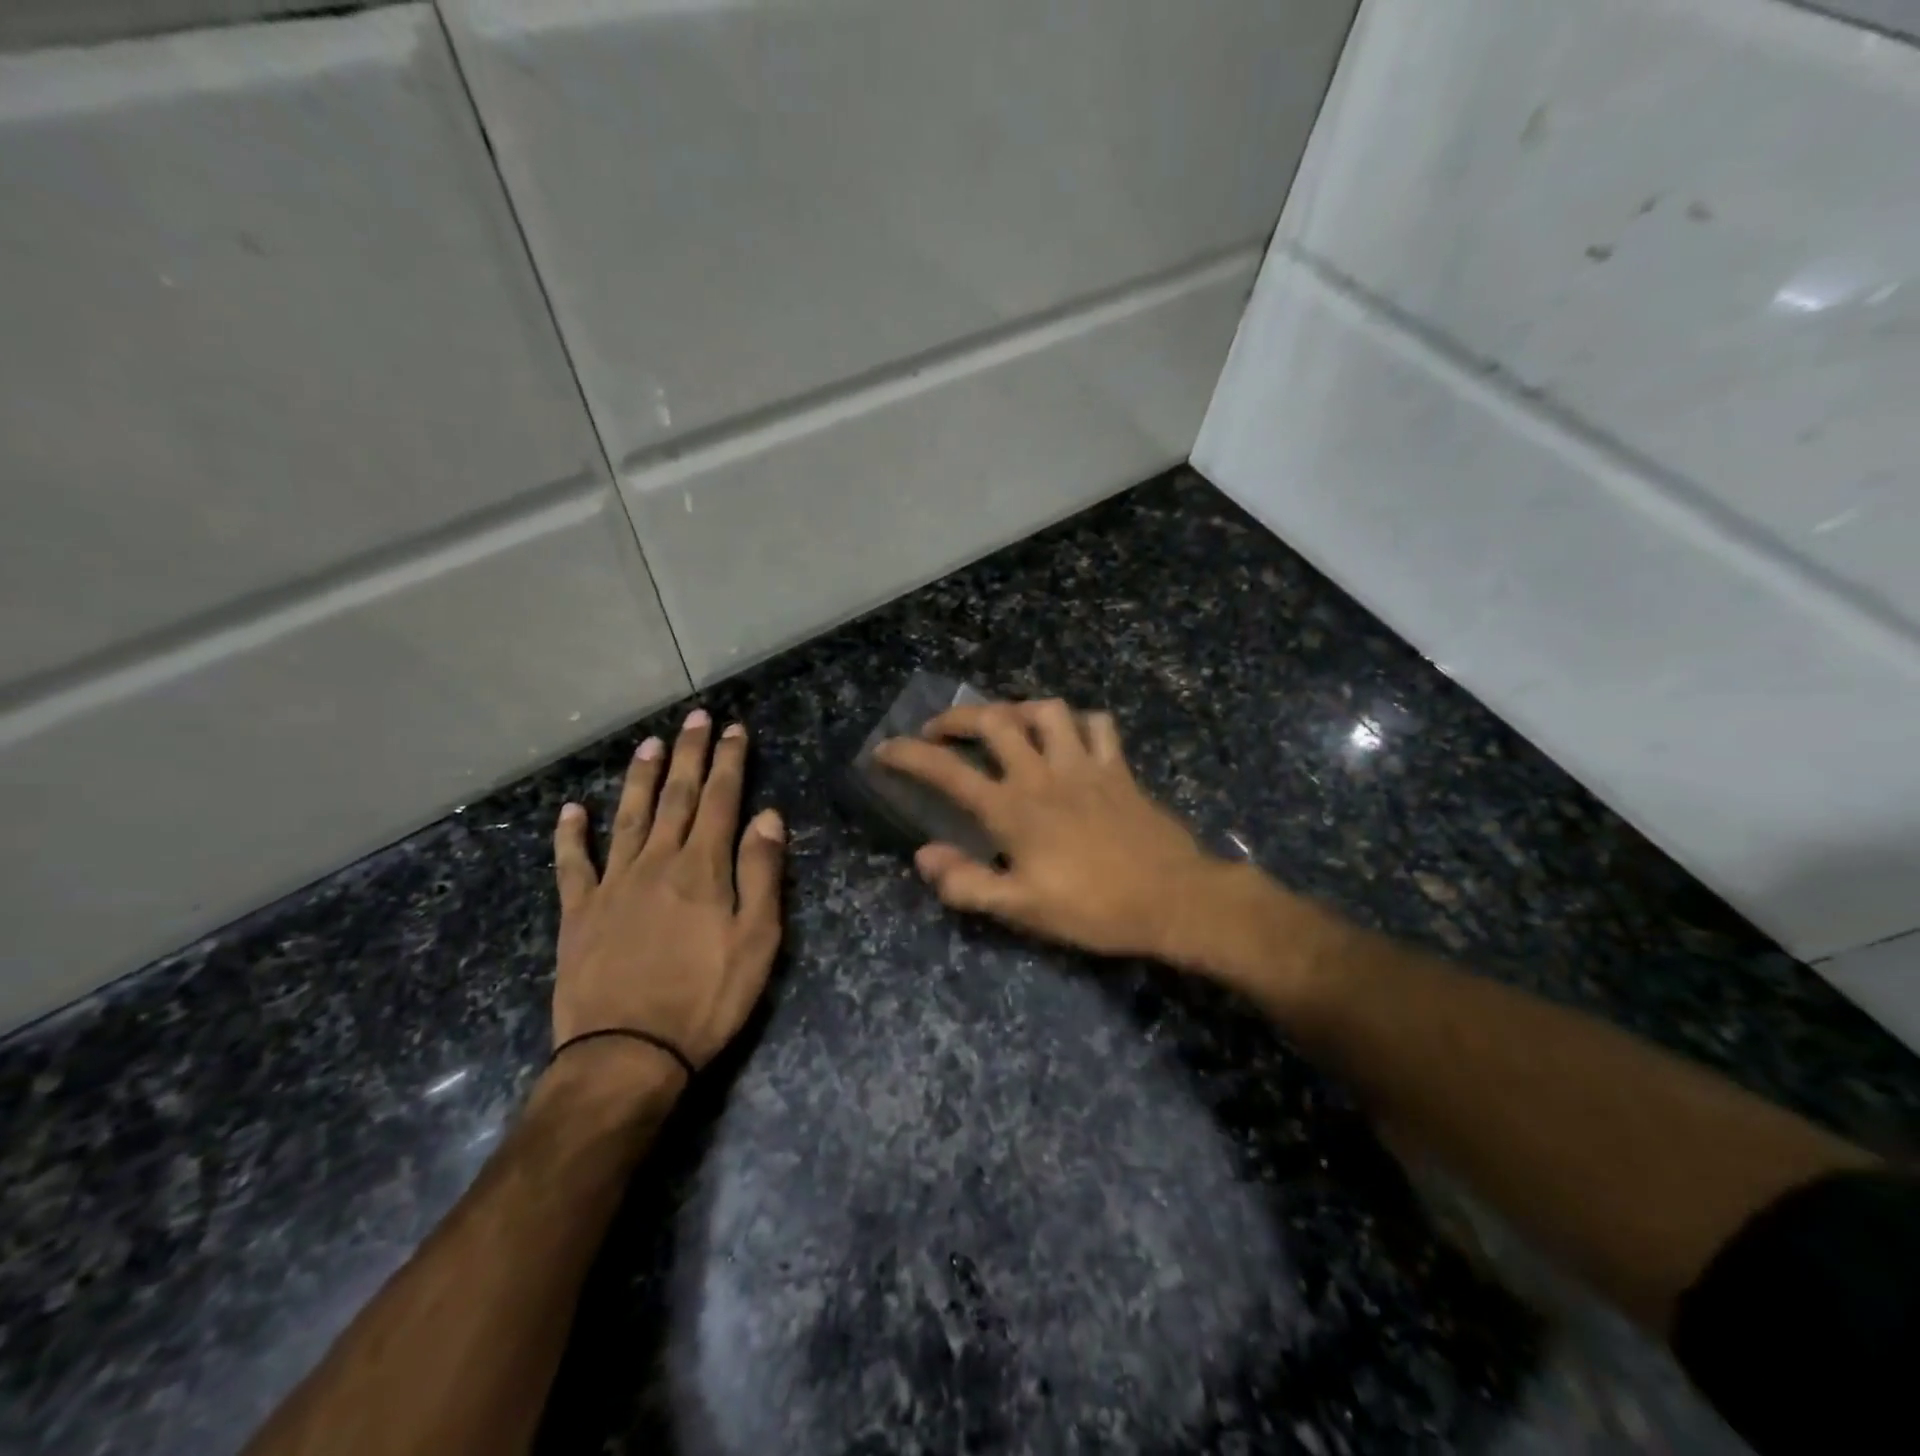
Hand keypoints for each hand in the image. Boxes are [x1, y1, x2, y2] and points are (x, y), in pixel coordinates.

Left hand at [550, 710, 784, 1079]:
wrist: (627, 1053)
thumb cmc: (706, 998)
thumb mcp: (757, 940)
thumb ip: (761, 873)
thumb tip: (768, 815)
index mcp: (703, 868)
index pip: (721, 800)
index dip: (729, 761)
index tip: (734, 729)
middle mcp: (657, 862)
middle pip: (677, 797)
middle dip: (690, 754)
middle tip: (695, 718)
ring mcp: (613, 884)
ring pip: (628, 817)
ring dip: (641, 778)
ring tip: (649, 745)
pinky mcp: (578, 912)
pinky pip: (572, 864)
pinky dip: (570, 835)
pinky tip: (571, 810)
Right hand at [874, 699, 1218, 958]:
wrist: (1171, 900)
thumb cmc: (1092, 908)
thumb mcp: (1021, 909)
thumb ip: (967, 883)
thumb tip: (924, 855)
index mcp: (1012, 809)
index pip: (948, 771)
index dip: (909, 755)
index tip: (884, 749)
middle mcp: (1043, 774)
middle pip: (993, 721)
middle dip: (957, 718)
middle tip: (940, 731)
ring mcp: (1085, 765)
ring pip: (1047, 711)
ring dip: (1018, 710)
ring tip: (1005, 725)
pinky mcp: (1118, 768)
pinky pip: (1098, 725)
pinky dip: (1078, 722)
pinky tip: (1069, 736)